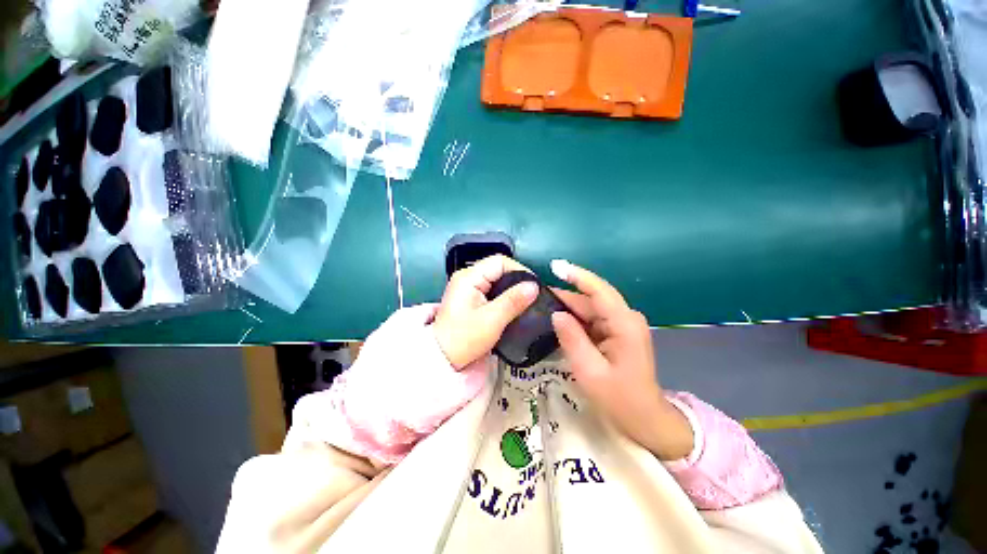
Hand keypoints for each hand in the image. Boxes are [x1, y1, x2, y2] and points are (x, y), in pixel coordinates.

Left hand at [433, 255, 538, 369]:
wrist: (443, 358)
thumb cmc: (464, 339)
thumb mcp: (492, 320)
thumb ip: (513, 301)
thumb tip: (534, 286)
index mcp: (469, 277)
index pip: (499, 261)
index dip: (520, 270)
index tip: (534, 286)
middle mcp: (467, 278)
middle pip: (498, 269)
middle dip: (517, 280)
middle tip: (532, 295)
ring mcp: (467, 288)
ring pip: (496, 280)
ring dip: (511, 289)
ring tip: (526, 301)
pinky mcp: (470, 299)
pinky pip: (492, 291)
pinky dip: (504, 296)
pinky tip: (512, 306)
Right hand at [549, 260, 693, 460]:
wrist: (644, 420)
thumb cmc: (619, 399)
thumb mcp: (589, 371)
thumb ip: (572, 339)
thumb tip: (556, 314)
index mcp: (624, 324)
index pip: (598, 290)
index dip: (576, 275)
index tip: (554, 266)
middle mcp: (625, 318)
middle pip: (591, 299)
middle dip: (565, 296)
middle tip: (536, 296)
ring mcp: (622, 325)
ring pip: (590, 309)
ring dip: (568, 309)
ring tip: (541, 307)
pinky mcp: (616, 332)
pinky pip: (592, 319)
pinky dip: (575, 320)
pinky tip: (558, 322)